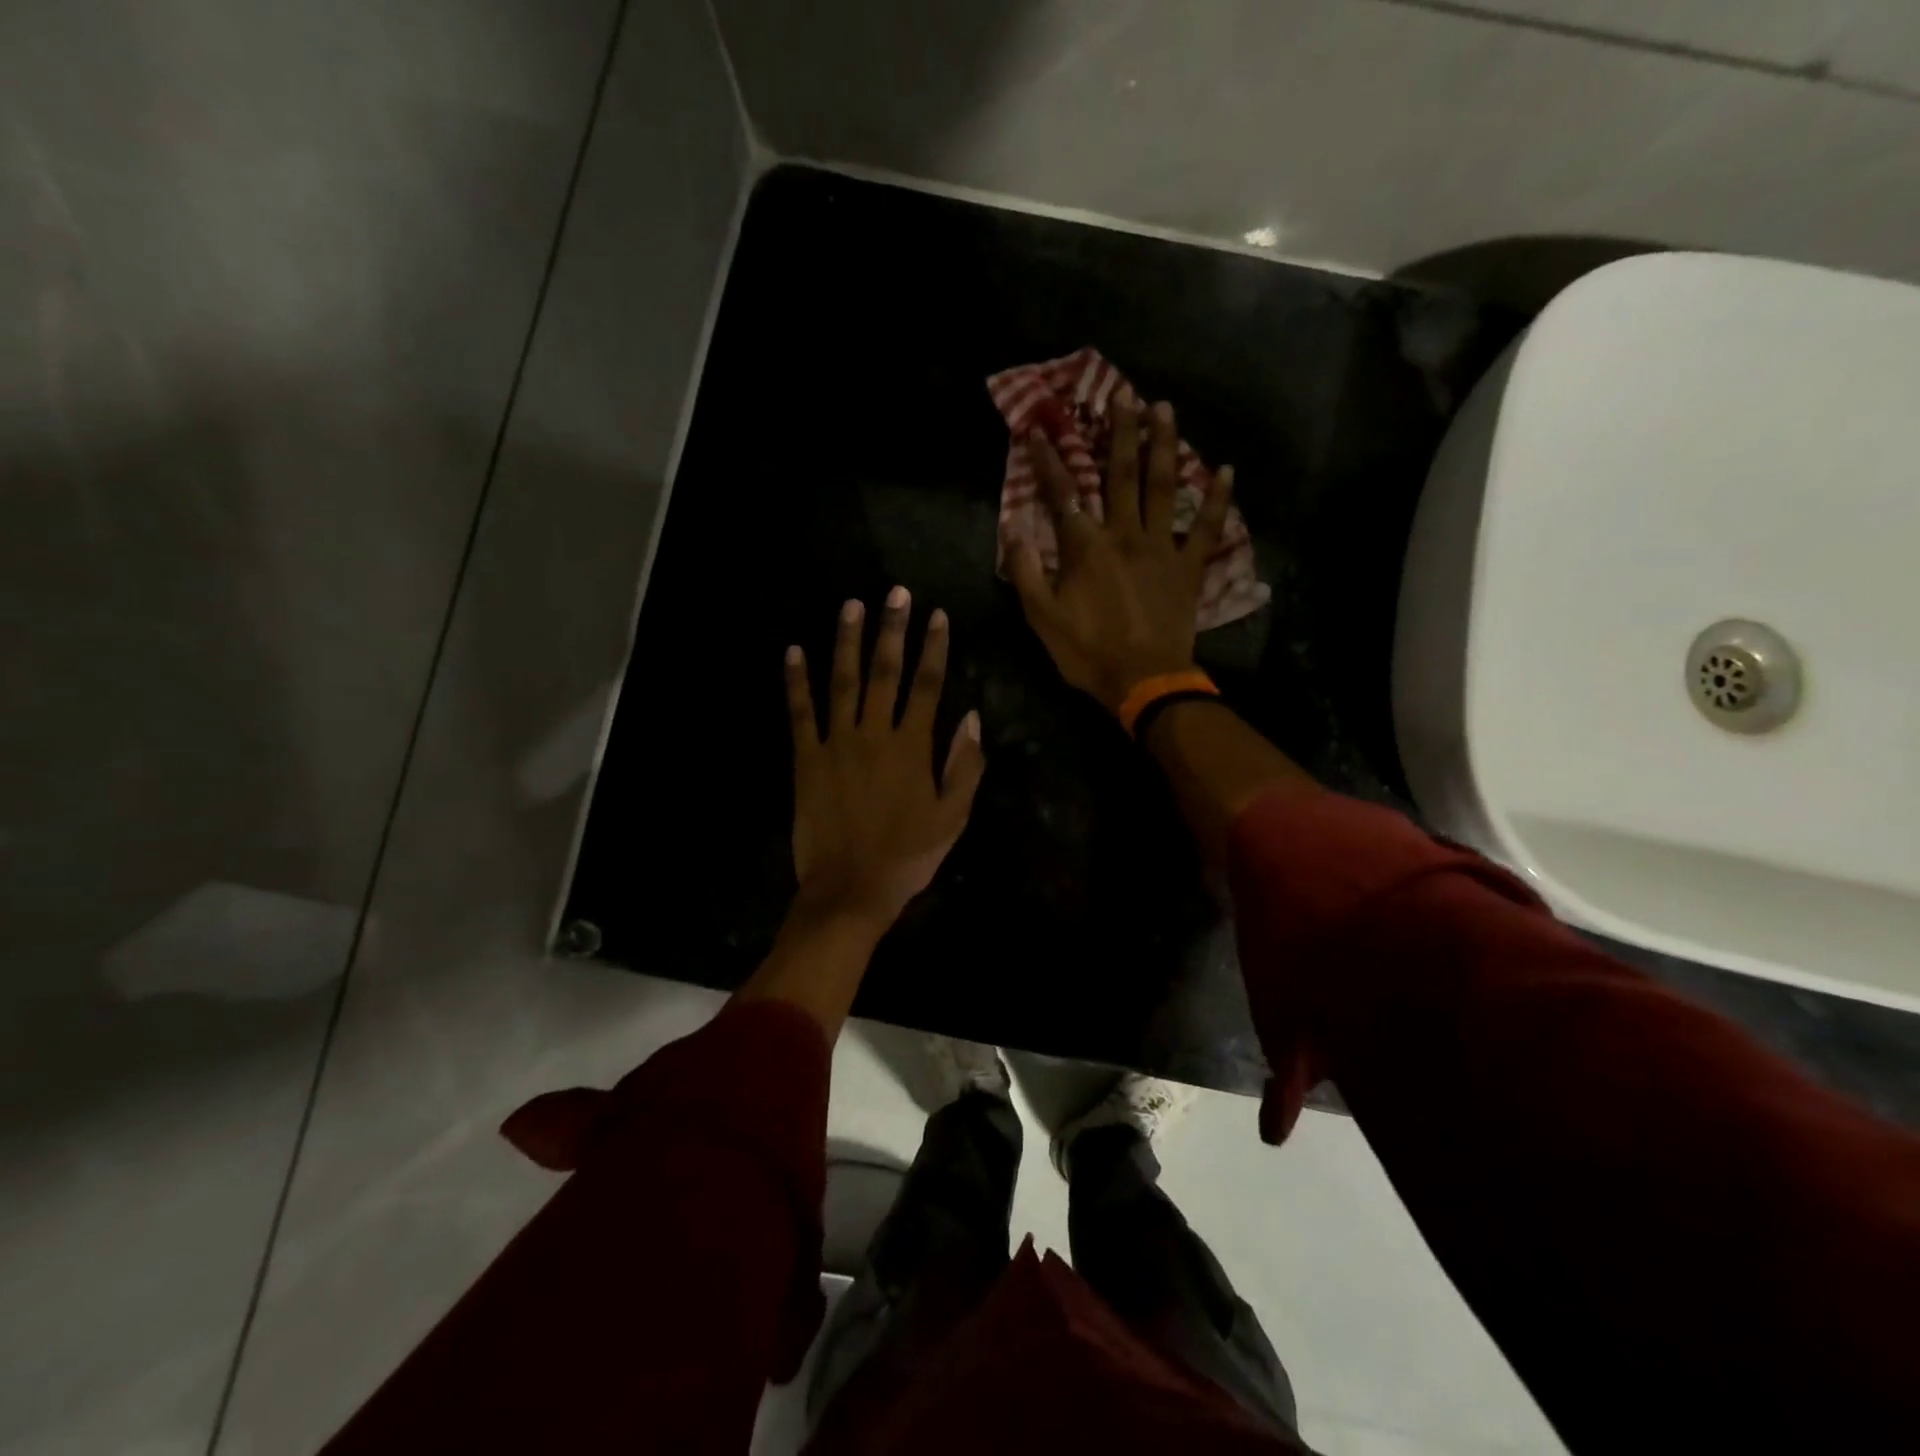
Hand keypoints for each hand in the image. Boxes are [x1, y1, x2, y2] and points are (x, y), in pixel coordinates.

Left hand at [785, 586, 984, 930]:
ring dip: (846, 640)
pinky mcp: (805, 758)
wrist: (850, 889)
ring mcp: (835, 743)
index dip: (933, 647)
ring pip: (842, 681)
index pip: (927, 684)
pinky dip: (796, 681)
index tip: (937, 615)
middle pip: (885, 671)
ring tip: (851, 605)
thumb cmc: (908, 856)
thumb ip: (965, 765)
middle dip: (892, 628)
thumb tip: (973, 717)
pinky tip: (794, 651)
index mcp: (912, 747)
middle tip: (895, 592)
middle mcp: (874, 733)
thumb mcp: (953, 817)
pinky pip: (799, 712)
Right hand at [1002, 398, 1234, 713]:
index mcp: (1085, 547)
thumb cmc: (1087, 652)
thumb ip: (1025, 570)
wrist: (1142, 681)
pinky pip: (1207, 527)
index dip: (1049, 460)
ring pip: (1164, 487)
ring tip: (1165, 409)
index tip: (1040, 428)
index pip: (1063, 493)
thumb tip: (1012, 528)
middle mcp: (1124, 534)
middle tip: (1123, 394)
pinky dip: (1217, 499)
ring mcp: (1162, 547)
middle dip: (1120, 432)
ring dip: (1164, 445)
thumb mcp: (1041, 617)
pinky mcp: (1189, 567)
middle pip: (1122, 474)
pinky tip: (1226, 470)